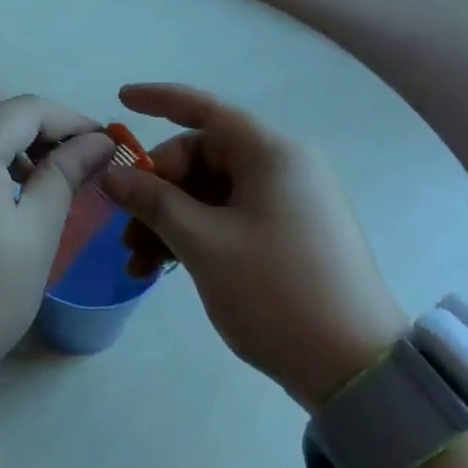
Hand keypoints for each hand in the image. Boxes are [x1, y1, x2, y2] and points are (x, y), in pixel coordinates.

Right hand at [99, 83, 408, 411]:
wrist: (355, 368)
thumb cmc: (275, 292)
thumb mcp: (204, 244)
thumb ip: (154, 202)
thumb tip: (113, 176)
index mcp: (271, 154)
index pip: (206, 109)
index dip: (159, 100)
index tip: (120, 99)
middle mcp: (283, 167)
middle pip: (203, 157)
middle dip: (157, 189)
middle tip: (125, 229)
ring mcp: (289, 202)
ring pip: (212, 193)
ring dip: (171, 219)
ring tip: (138, 262)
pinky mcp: (289, 234)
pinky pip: (230, 217)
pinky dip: (196, 235)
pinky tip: (164, 268)